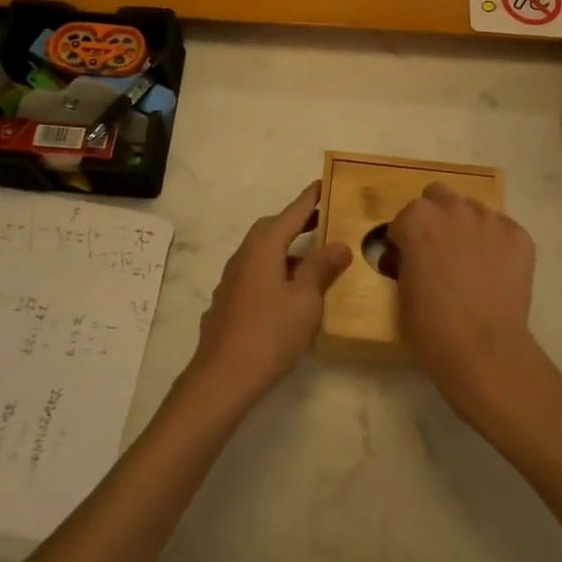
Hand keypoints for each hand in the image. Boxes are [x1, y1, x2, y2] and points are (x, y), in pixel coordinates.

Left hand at [185, 182, 351, 411]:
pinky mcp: (228, 302)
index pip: (292, 213)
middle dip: (297, 222)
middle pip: (273, 229)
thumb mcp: (306, 299)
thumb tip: (338, 244)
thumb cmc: (270, 332)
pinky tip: (287, 291)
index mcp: (264, 245)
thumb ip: (322, 268)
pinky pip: (256, 273)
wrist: (222, 377)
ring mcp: (232, 278)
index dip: (309, 199)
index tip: (323, 183)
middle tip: (322, 220)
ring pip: (263, 252)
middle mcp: (245, 254)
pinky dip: (275, 270)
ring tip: (311, 257)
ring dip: (286, 249)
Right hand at [389, 183, 542, 424]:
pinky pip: (502, 229)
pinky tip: (496, 272)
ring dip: (466, 227)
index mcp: (417, 219)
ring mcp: (489, 219)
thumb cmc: (431, 326)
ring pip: (472, 210)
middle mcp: (452, 208)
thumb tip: (410, 255)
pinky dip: (496, 244)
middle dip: (435, 218)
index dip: (405, 241)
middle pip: (438, 197)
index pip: (404, 219)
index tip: (409, 262)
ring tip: (471, 263)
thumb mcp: (402, 288)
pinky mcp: (518, 235)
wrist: (484, 351)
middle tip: (438, 251)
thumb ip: (405, 259)